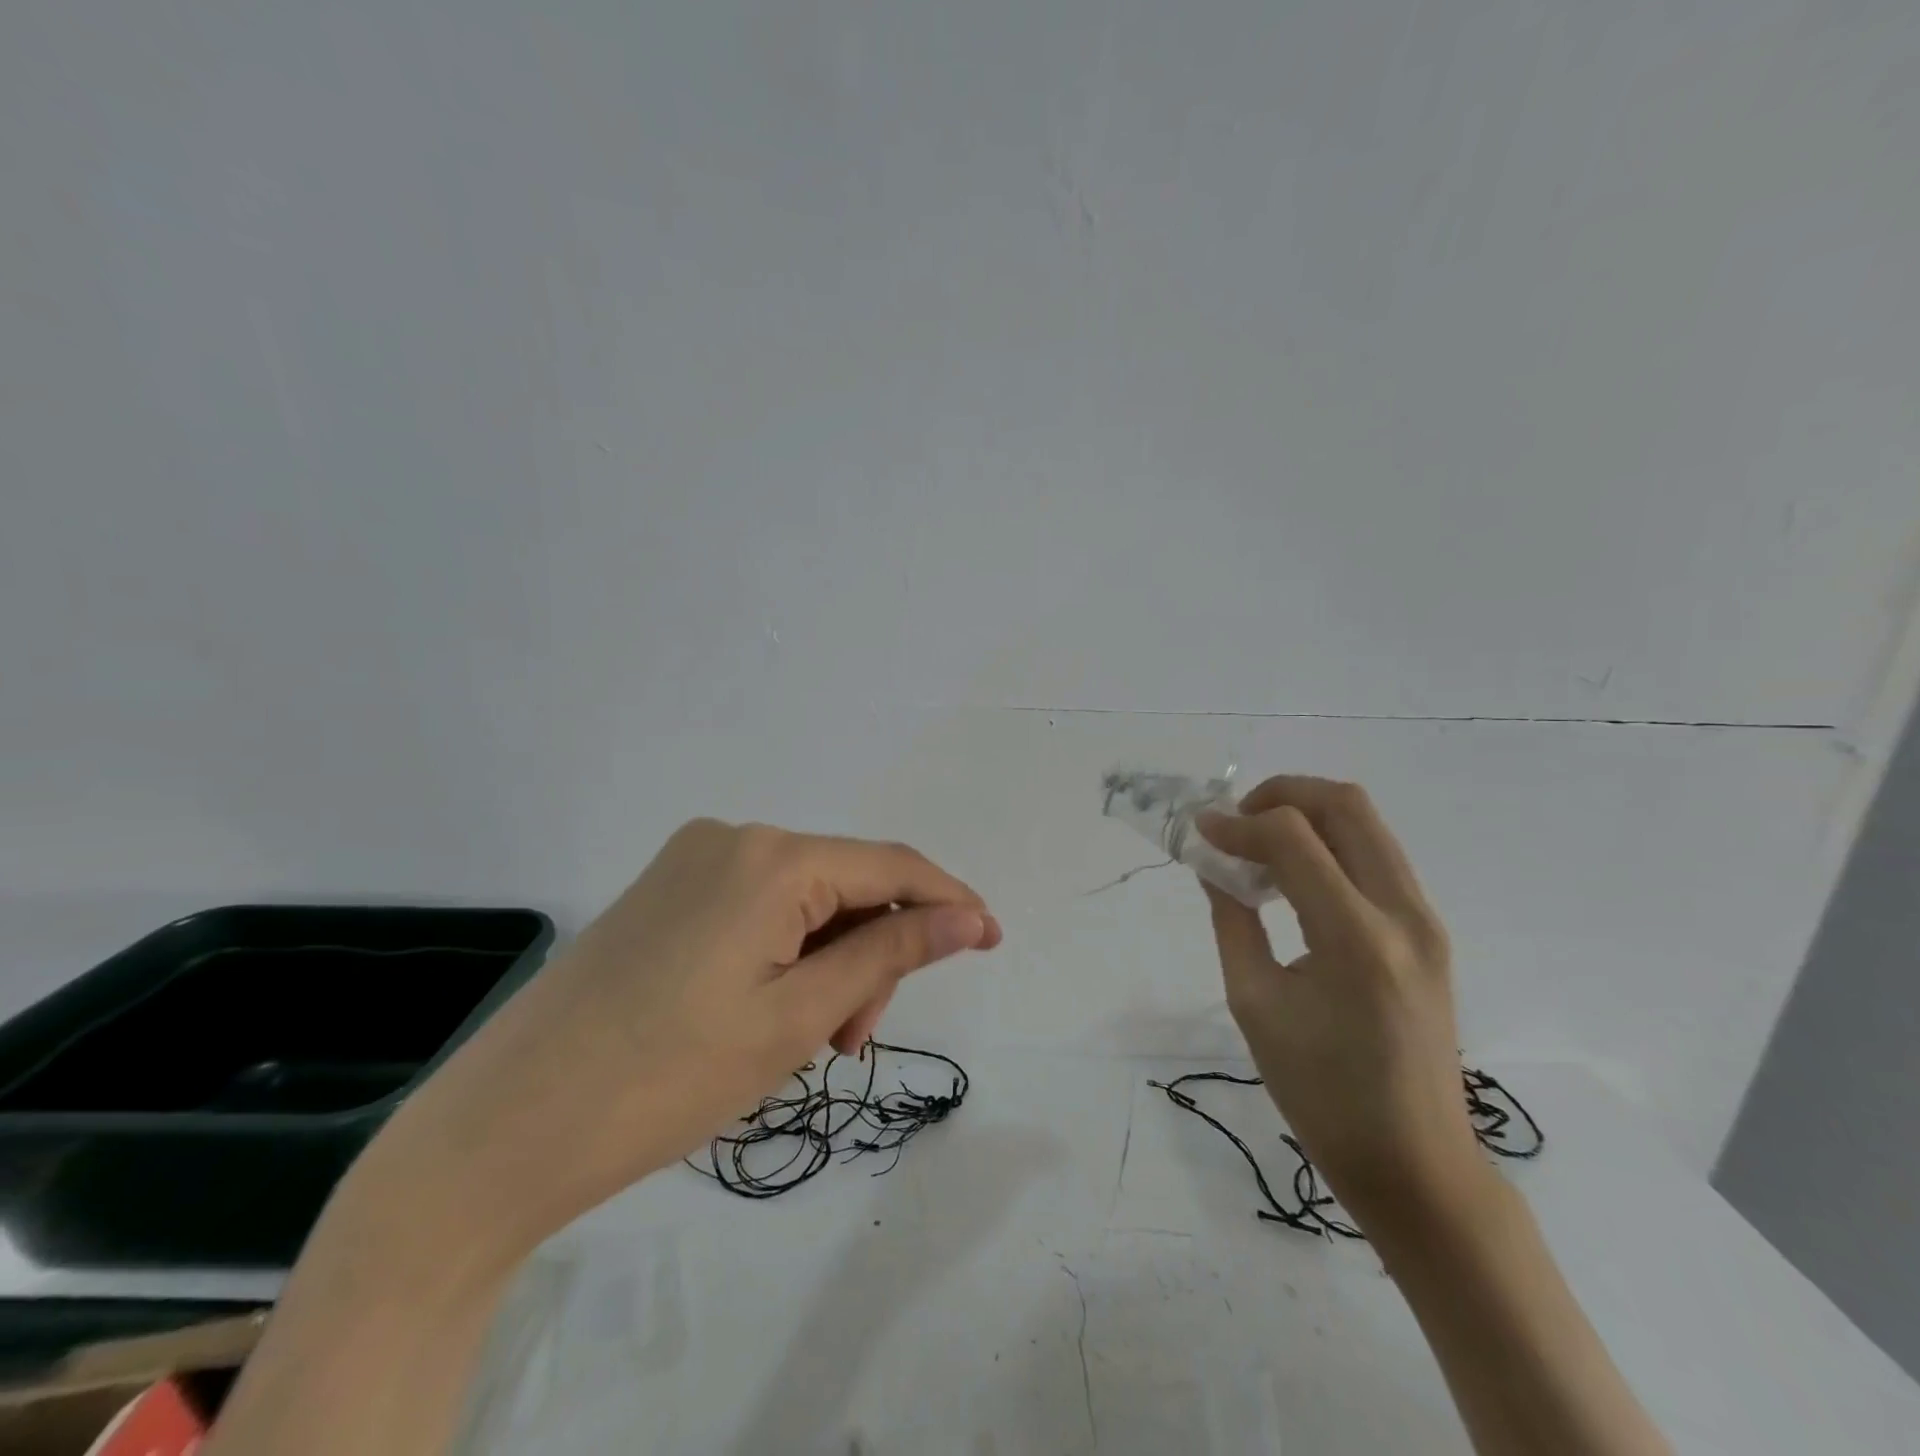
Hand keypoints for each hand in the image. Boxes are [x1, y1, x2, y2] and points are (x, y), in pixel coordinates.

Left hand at [377, 820, 1000, 1258]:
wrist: (501, 1131)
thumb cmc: (665, 1078)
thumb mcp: (797, 1018)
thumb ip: (890, 954)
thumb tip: (969, 917)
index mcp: (770, 857)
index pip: (890, 865)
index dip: (949, 901)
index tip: (992, 940)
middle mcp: (731, 838)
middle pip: (843, 885)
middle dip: (870, 954)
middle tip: (852, 1040)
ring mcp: (690, 861)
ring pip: (801, 901)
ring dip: (826, 962)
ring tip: (803, 1041)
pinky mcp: (664, 892)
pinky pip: (756, 909)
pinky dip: (784, 954)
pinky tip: (764, 1012)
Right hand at [1197, 777, 1483, 1230]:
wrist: (1415, 1161)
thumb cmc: (1320, 1094)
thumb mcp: (1254, 1003)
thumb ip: (1232, 920)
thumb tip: (1213, 864)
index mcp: (1356, 941)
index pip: (1294, 840)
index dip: (1238, 824)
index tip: (1200, 831)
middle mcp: (1403, 916)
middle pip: (1346, 805)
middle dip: (1281, 795)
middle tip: (1236, 821)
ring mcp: (1426, 921)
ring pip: (1367, 824)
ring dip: (1306, 816)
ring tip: (1257, 846)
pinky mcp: (1428, 931)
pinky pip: (1376, 856)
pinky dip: (1328, 844)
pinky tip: (1292, 876)